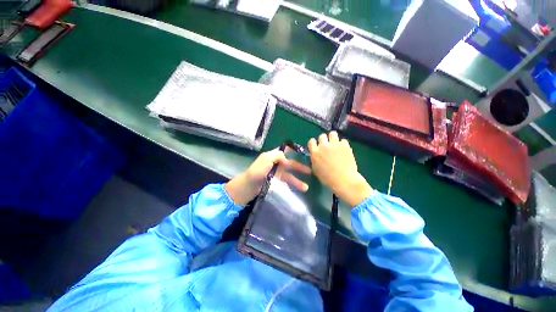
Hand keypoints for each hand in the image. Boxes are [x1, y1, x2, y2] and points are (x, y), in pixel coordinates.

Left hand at [225, 149, 310, 204]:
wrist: (247, 187)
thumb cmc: (257, 172)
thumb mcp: (266, 160)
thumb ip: (278, 156)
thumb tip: (287, 157)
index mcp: (273, 156)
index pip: (285, 151)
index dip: (294, 152)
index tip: (305, 154)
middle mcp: (275, 164)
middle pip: (290, 164)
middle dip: (300, 167)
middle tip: (311, 172)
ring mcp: (275, 174)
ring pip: (289, 175)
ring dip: (297, 180)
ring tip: (306, 188)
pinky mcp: (274, 182)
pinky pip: (285, 183)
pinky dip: (291, 186)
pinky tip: (297, 190)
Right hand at [309, 132, 372, 206]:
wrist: (344, 180)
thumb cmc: (327, 178)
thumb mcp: (316, 169)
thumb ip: (314, 159)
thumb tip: (316, 154)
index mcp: (315, 152)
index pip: (311, 141)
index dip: (314, 143)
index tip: (317, 146)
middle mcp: (324, 146)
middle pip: (322, 136)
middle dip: (324, 140)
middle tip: (327, 146)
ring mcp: (335, 144)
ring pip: (332, 133)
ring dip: (333, 138)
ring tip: (335, 144)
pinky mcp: (345, 145)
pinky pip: (343, 140)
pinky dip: (343, 144)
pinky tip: (344, 150)